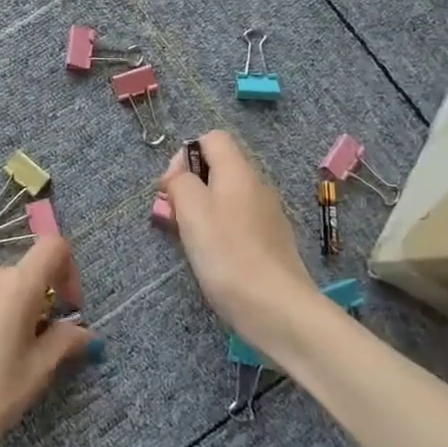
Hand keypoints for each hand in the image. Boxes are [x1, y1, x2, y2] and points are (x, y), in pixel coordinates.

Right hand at [159, 129, 320, 352]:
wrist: (276, 307)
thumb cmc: (227, 253)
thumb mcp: (191, 211)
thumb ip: (180, 182)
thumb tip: (179, 173)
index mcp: (239, 171)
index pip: (212, 138)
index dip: (185, 154)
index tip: (172, 187)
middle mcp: (257, 185)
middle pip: (218, 168)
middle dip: (190, 186)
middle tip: (175, 217)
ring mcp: (268, 214)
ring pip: (227, 197)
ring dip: (203, 211)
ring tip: (190, 241)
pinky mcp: (271, 242)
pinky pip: (239, 222)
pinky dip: (221, 231)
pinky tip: (214, 257)